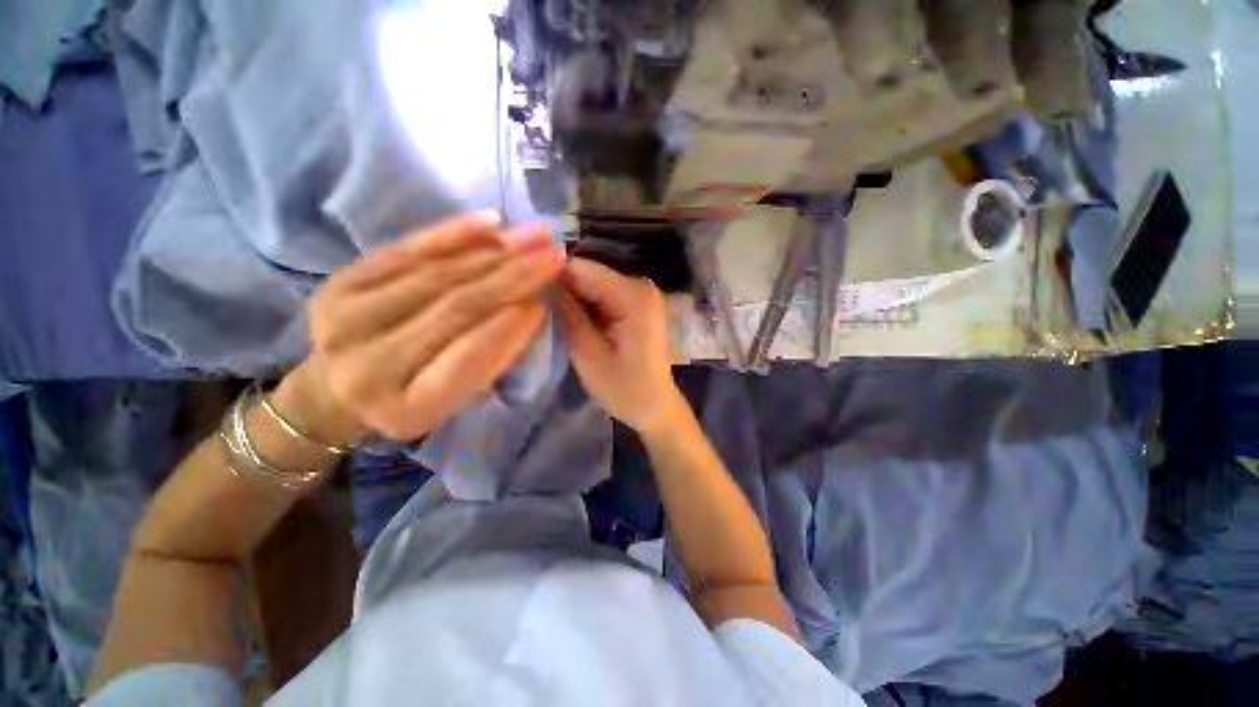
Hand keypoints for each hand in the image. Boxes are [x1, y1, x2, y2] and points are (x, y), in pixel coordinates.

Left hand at [299, 212, 561, 440]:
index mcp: (405, 408)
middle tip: (554, 258)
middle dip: (514, 278)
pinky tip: (493, 223)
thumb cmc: (412, 399)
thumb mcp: (458, 399)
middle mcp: (368, 364)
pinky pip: (409, 249)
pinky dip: (455, 233)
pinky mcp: (343, 280)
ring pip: (439, 274)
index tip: (544, 303)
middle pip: (456, 308)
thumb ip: (492, 359)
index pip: (467, 360)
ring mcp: (347, 316)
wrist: (335, 387)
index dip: (509, 329)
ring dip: (496, 251)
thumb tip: (529, 307)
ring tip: (536, 237)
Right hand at [555, 259, 681, 433]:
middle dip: (562, 289)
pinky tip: (574, 323)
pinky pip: (602, 295)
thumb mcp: (589, 356)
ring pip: (592, 283)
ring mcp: (640, 293)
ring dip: (572, 299)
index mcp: (633, 296)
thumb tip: (541, 284)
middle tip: (539, 313)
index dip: (551, 278)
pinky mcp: (636, 304)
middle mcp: (640, 285)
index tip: (527, 296)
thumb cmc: (626, 389)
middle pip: (587, 273)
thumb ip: (567, 315)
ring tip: (554, 320)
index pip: (580, 269)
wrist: (655, 407)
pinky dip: (586, 306)